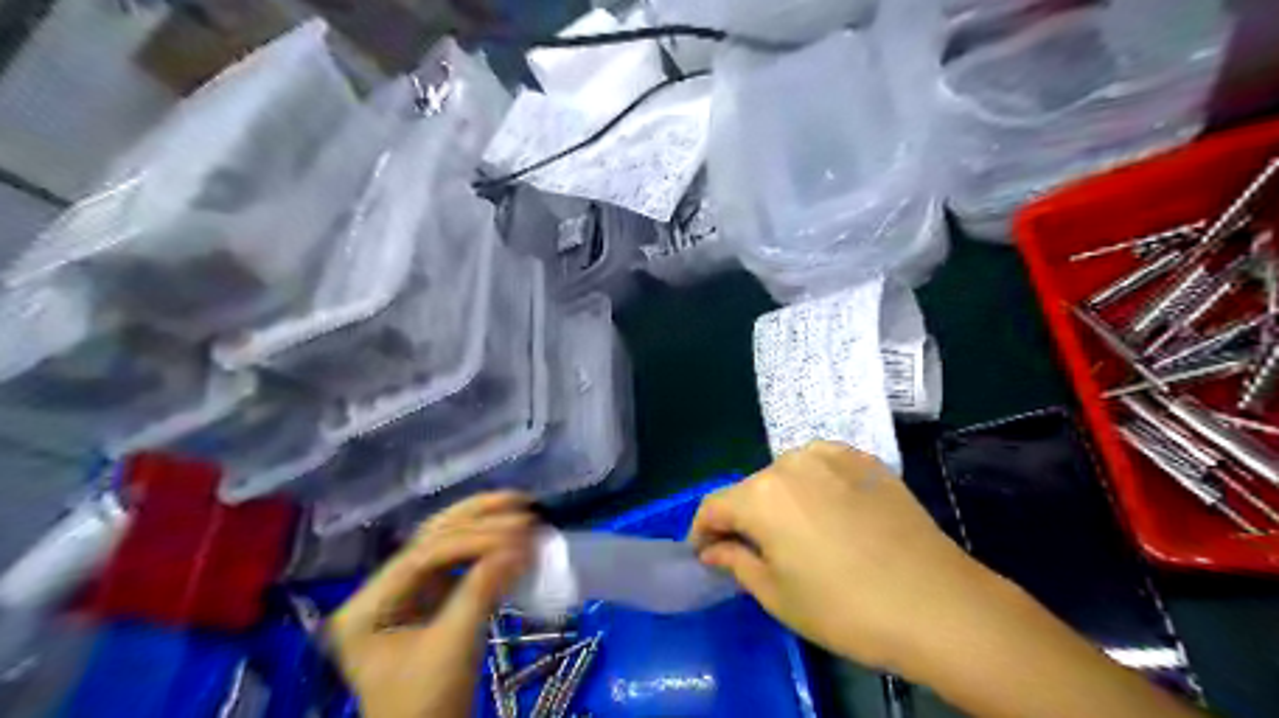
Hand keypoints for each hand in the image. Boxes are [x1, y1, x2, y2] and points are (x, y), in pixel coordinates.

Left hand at [329, 492, 535, 717]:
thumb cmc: (427, 706)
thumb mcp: (453, 648)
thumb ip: (482, 591)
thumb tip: (523, 547)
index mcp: (366, 606)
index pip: (423, 556)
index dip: (473, 539)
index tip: (518, 533)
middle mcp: (381, 590)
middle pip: (431, 538)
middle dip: (478, 517)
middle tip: (521, 503)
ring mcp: (406, 594)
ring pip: (446, 543)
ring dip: (484, 523)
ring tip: (521, 506)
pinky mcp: (430, 601)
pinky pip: (459, 563)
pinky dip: (488, 548)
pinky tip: (513, 537)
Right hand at [690, 440, 1008, 676]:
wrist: (936, 604)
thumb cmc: (845, 609)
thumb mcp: (777, 595)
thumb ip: (735, 561)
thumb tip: (712, 549)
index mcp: (761, 495)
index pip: (713, 506)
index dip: (702, 531)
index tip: (705, 554)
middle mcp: (790, 463)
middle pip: (751, 489)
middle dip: (744, 518)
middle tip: (754, 552)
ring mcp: (831, 457)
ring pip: (786, 475)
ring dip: (780, 500)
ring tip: (796, 533)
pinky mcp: (865, 461)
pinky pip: (823, 466)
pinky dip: (814, 485)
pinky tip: (830, 512)